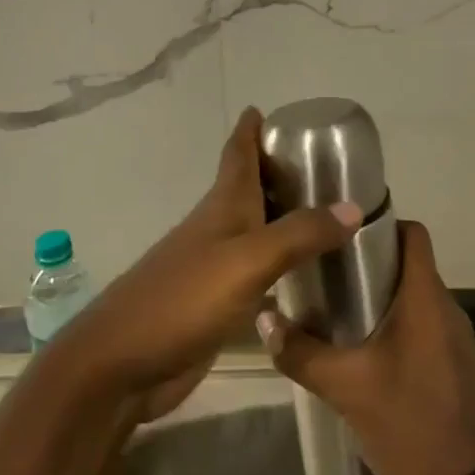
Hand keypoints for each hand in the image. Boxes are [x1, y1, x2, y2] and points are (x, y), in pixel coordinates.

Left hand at [63, 109, 361, 421]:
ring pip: (254, 230)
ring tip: (326, 214)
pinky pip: (256, 271)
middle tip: (325, 166)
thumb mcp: (247, 261)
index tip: (269, 109)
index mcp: (221, 208)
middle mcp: (217, 230)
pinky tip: (303, 274)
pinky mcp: (215, 304)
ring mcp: (213, 268)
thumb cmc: (181, 301)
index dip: (250, 129)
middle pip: (248, 189)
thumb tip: (353, 207)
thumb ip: (299, 235)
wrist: (121, 365)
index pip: (237, 155)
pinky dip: (279, 263)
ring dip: (282, 218)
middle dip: (278, 172)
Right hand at [261, 221, 474, 474]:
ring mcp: (451, 338)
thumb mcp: (346, 387)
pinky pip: (417, 323)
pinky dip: (388, 321)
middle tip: (321, 268)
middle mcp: (445, 309)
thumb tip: (264, 320)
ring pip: (411, 296)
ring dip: (375, 294)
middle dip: (366, 261)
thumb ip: (302, 352)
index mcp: (427, 300)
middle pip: (407, 263)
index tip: (338, 232)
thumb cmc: (409, 423)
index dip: (379, 223)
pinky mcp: (449, 363)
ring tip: (330, 303)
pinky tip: (355, 345)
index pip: (413, 234)